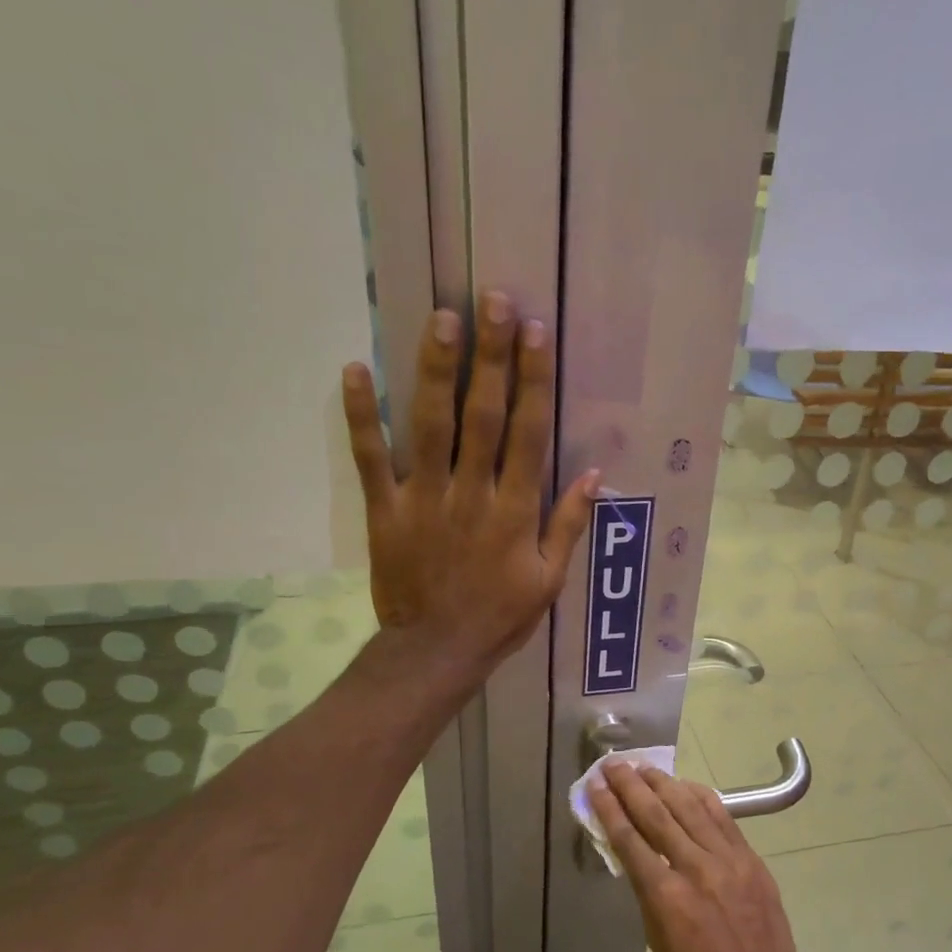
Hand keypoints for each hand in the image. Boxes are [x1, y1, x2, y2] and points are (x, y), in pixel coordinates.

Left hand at [342, 291, 598, 676]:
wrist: (436, 652)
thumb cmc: (500, 617)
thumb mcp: (548, 580)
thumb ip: (568, 525)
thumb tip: (596, 474)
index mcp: (515, 512)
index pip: (529, 434)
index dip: (534, 381)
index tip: (536, 333)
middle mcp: (472, 494)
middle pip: (483, 416)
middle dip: (490, 357)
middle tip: (492, 299)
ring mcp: (424, 499)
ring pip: (431, 425)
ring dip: (436, 370)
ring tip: (441, 317)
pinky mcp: (385, 511)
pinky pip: (371, 459)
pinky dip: (361, 416)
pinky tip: (356, 370)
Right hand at [590, 762, 832, 951]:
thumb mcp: (658, 940)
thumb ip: (647, 891)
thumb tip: (636, 855)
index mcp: (665, 896)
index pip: (629, 839)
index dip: (609, 808)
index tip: (595, 785)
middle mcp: (694, 867)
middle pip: (656, 814)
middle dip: (630, 785)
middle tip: (613, 764)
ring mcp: (726, 858)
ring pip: (688, 807)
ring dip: (663, 783)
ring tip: (643, 767)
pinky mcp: (749, 856)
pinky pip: (721, 815)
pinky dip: (699, 795)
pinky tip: (684, 784)